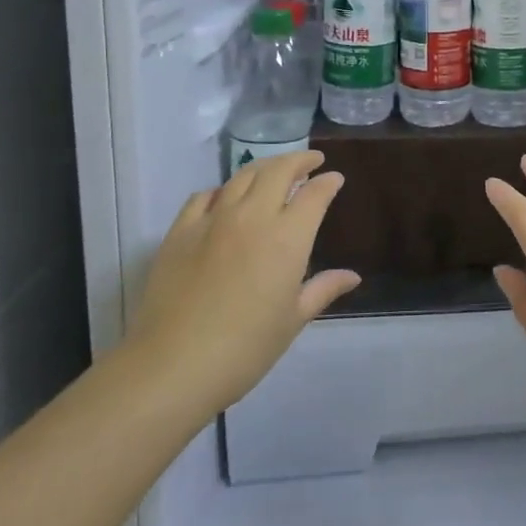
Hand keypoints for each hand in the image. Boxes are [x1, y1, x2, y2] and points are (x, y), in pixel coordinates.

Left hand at [126, 151, 359, 417]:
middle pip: (279, 171)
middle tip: (311, 162)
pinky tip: (225, 197)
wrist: (173, 365)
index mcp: (288, 237)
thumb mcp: (293, 320)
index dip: (328, 182)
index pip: (314, 194)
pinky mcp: (180, 231)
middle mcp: (253, 217)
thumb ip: (322, 289)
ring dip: (264, 168)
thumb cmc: (246, 348)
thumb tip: (352, 276)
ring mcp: (213, 220)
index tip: (335, 179)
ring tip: (274, 172)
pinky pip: (204, 195)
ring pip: (242, 176)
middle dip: (299, 160)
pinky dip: (222, 189)